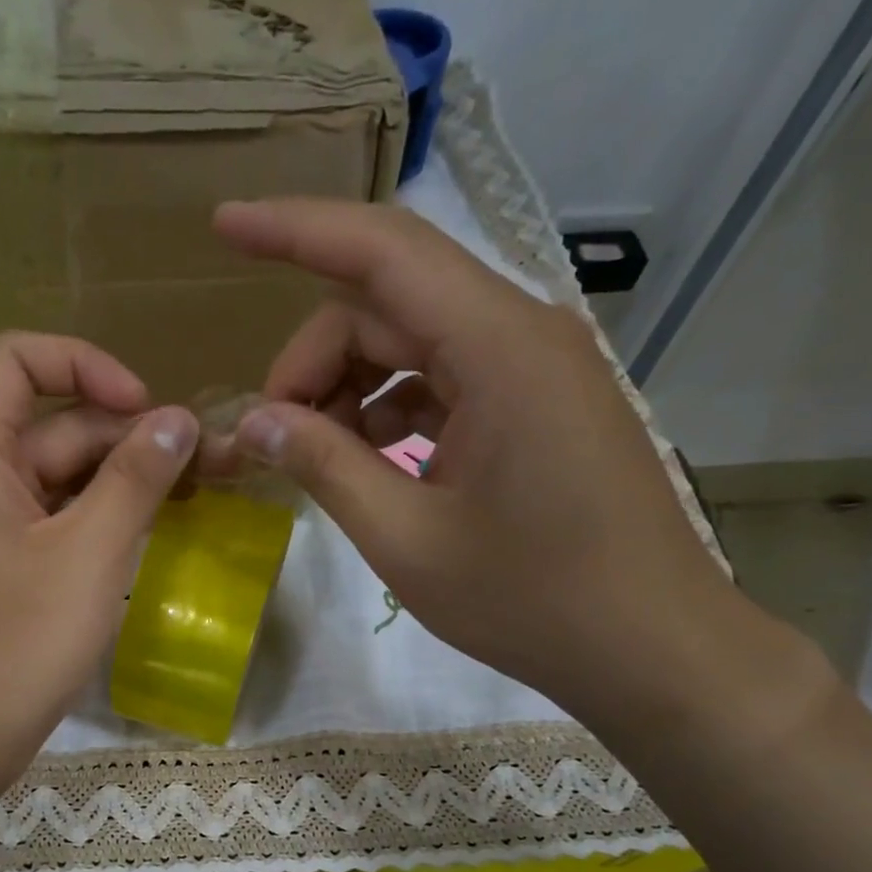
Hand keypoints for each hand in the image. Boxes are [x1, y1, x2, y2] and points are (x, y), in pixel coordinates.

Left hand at [0, 333, 197, 782]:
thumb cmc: (17, 645)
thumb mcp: (88, 554)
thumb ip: (135, 478)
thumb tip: (179, 419)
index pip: (17, 360)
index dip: (84, 364)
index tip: (146, 409)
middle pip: (55, 424)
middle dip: (129, 436)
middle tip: (207, 466)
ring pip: (63, 479)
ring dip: (124, 482)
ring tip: (195, 499)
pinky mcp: (7, 570)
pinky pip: (59, 523)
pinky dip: (104, 521)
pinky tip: (154, 536)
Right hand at [211, 198, 743, 719]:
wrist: (648, 646)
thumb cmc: (529, 599)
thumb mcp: (406, 539)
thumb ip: (324, 466)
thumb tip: (252, 421)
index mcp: (498, 348)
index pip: (381, 252)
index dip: (293, 231)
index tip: (223, 226)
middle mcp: (520, 333)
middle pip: (387, 304)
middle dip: (313, 361)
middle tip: (270, 438)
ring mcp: (533, 368)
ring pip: (413, 341)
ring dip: (350, 389)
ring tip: (316, 459)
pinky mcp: (534, 404)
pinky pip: (443, 380)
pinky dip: (391, 411)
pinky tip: (369, 464)